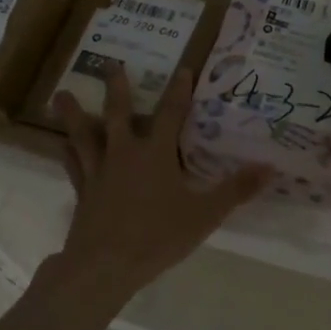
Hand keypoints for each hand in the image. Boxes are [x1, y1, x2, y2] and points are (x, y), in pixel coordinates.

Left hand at [49, 64, 270, 308]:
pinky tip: (60, 146)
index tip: (182, 68)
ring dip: (74, 114)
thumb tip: (270, 167)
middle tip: (110, 64)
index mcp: (155, 153)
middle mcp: (124, 154)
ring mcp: (99, 172)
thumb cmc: (158, 236)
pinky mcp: (83, 193)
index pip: (170, 113)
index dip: (178, 90)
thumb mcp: (205, 214)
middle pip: (117, 113)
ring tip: (61, 95)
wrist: (105, 265)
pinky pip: (74, 167)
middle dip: (116, 88)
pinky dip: (67, 154)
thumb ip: (236, 190)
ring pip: (84, 136)